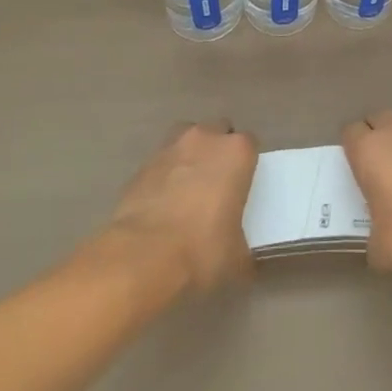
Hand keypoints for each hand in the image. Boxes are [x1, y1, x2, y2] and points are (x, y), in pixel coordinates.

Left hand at [105, 122, 257, 294]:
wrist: (142, 256)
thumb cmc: (202, 249)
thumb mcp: (237, 256)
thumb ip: (242, 245)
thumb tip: (241, 258)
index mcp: (236, 152)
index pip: (250, 144)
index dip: (246, 164)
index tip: (242, 185)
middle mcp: (204, 139)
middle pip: (217, 132)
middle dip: (218, 151)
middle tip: (217, 184)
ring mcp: (169, 148)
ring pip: (186, 140)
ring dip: (190, 156)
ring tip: (188, 188)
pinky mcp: (141, 166)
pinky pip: (160, 163)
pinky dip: (164, 176)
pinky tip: (162, 204)